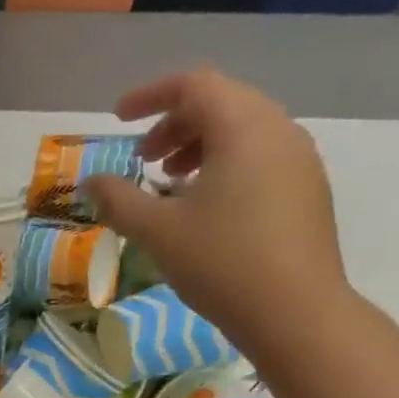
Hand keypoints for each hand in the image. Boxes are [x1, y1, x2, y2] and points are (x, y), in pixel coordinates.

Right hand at [82, 68, 351, 361]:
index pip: (194, 85)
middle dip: (175, 123)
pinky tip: (206, 207)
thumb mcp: (158, 231)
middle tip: (143, 159)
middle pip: (222, 103)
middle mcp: (278, 130)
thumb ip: (119, 200)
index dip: (150, 95)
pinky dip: (225, 165)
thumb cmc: (222, 262)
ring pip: (243, 131)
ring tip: (171, 182)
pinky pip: (260, 157)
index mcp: (243, 128)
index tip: (118, 119)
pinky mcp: (307, 190)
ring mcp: (299, 160)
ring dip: (200, 146)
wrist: (296, 312)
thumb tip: (91, 182)